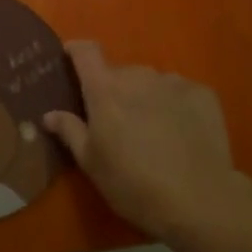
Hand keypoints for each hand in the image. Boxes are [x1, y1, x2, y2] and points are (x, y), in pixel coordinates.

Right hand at [45, 42, 248, 242]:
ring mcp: (173, 82)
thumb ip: (69, 131)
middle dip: (115, 90)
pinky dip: (175, 105)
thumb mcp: (91, 163)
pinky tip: (182, 133)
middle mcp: (137, 75)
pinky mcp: (203, 94)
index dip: (76, 51)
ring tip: (153, 130)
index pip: (85, 52)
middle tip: (118, 122)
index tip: (71, 59)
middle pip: (119, 72)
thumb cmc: (133, 184)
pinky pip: (180, 91)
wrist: (199, 200)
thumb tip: (49, 114)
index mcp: (105, 89)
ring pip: (151, 82)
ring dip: (146, 97)